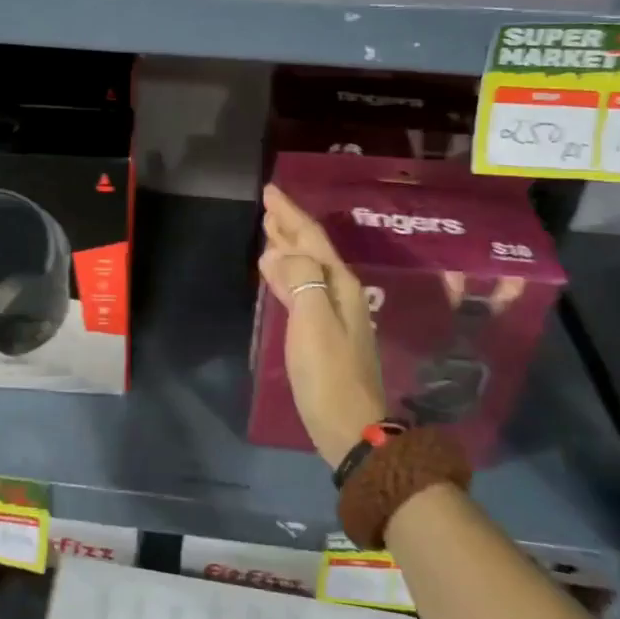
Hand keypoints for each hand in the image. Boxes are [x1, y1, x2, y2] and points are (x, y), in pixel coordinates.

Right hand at [258, 185, 387, 468]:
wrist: (351, 428)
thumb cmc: (329, 373)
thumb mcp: (313, 321)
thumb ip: (300, 280)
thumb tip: (280, 254)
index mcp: (340, 284)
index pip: (312, 238)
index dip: (290, 214)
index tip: (270, 191)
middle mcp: (341, 292)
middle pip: (313, 249)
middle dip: (290, 225)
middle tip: (268, 206)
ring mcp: (334, 313)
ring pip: (307, 267)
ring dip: (288, 247)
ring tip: (269, 232)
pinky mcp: (323, 333)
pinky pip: (303, 288)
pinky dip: (288, 275)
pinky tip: (276, 274)